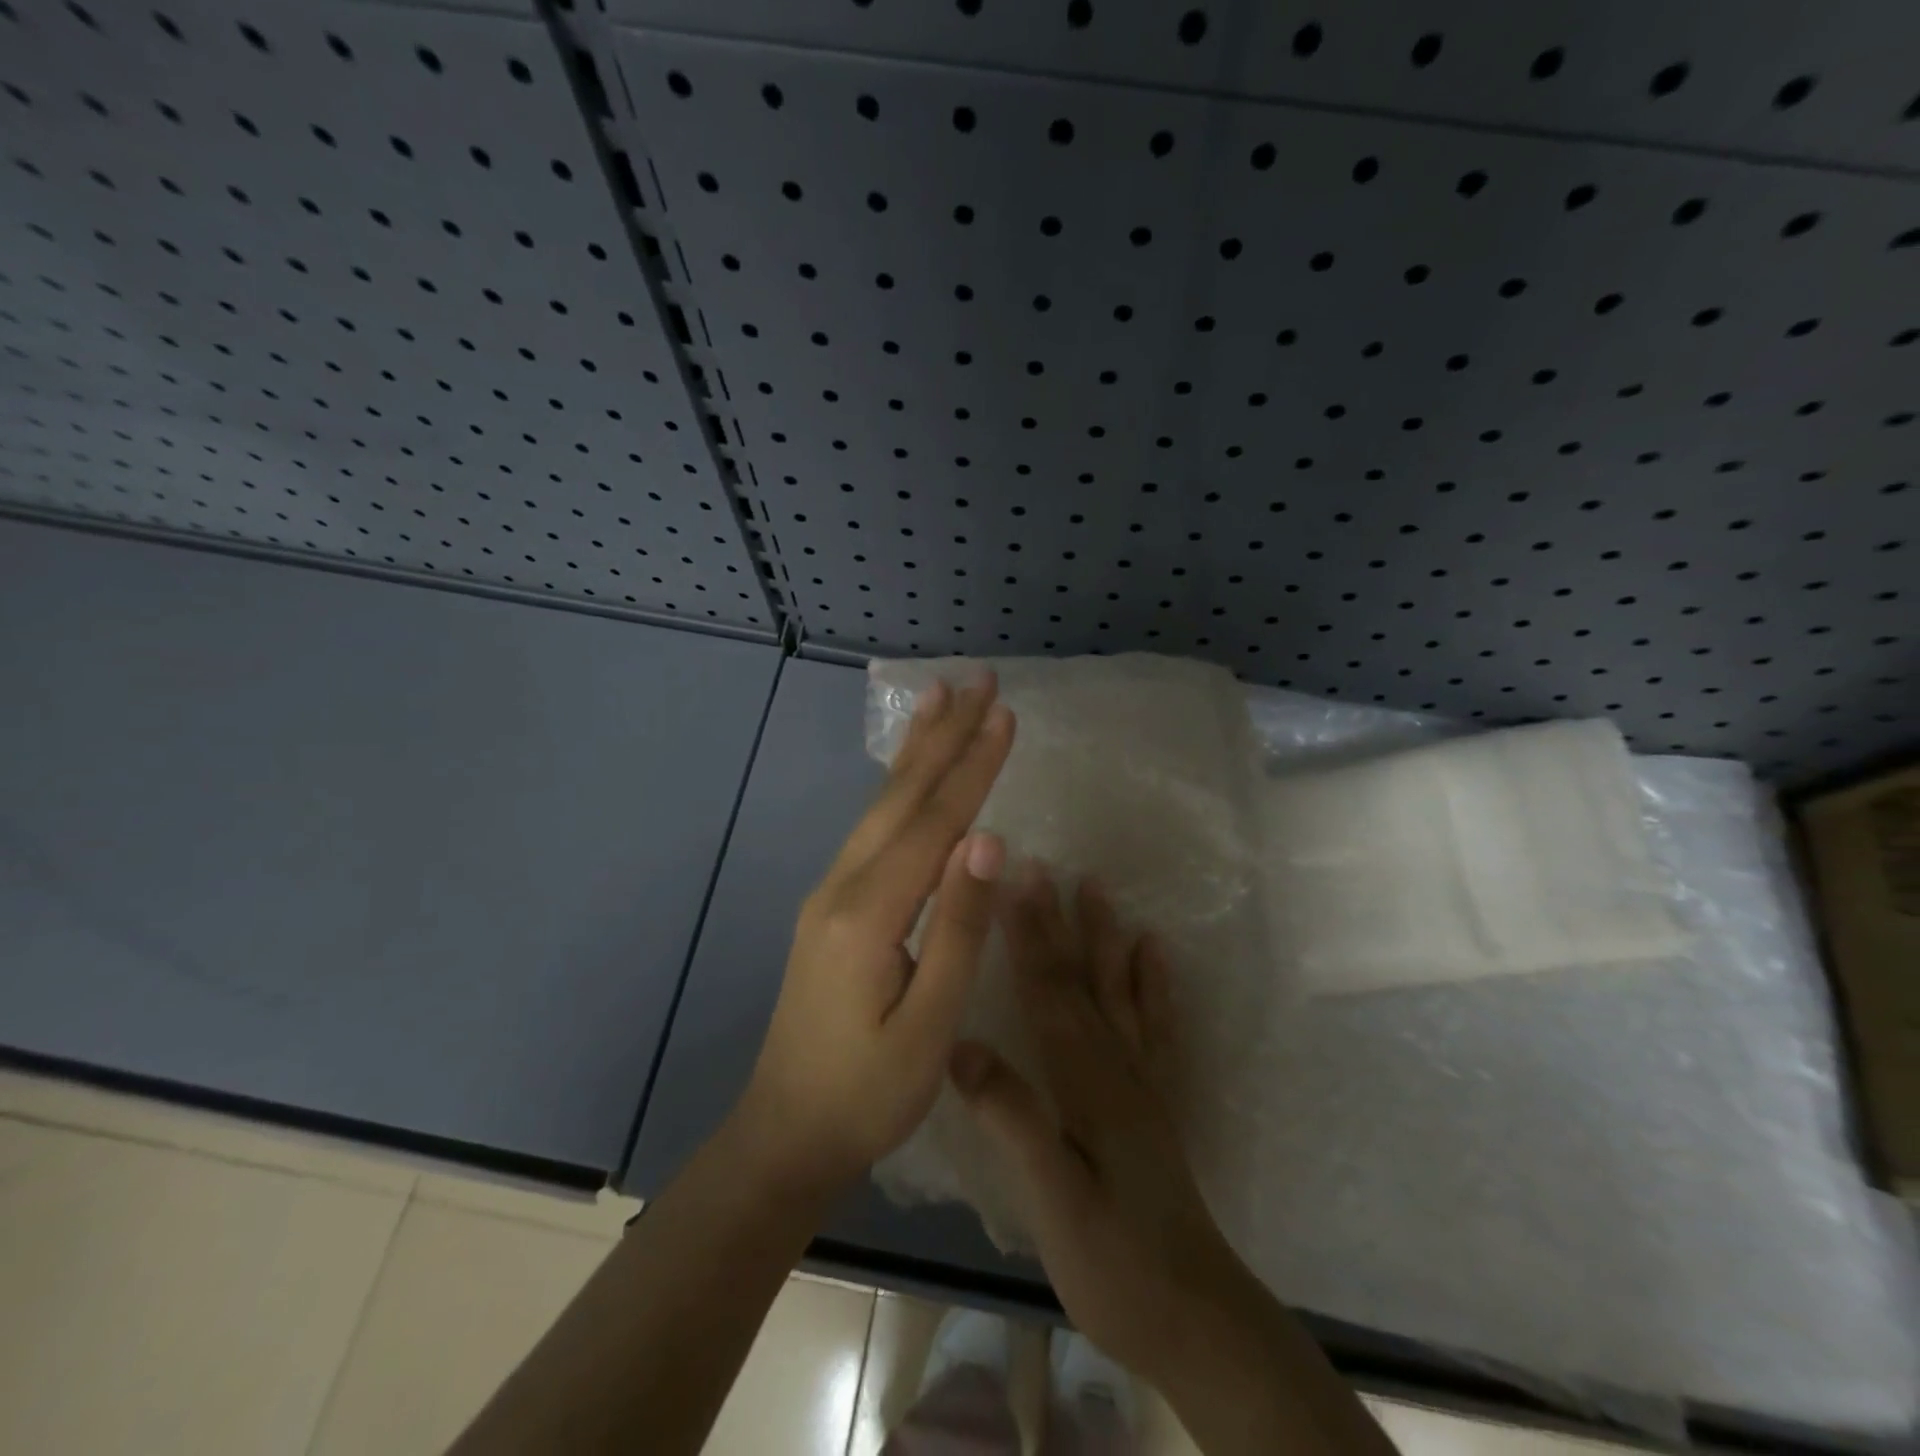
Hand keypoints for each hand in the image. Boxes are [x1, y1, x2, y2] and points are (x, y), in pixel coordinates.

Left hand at [734, 672, 1014, 1195]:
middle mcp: (842, 886)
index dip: (974, 766)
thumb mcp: (930, 1024)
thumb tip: (990, 840)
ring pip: (881, 807)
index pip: (934, 823)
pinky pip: (873, 831)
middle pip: (901, 797)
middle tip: (976, 680)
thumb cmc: (869, 1093)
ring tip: (941, 700)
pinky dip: (900, 789)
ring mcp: (830, 893)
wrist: (787, 1133)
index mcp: (868, 913)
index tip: (1006, 712)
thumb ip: (959, 927)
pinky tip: (911, 775)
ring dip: (917, 752)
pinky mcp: (831, 907)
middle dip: (943, 735)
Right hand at [949, 869, 1263, 1389]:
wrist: (1194, 1318)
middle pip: (1081, 980)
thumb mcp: (1054, 1202)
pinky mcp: (1153, 1101)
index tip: (1012, 880)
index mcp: (1086, 1082)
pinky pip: (1155, 1027)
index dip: (1028, 935)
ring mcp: (1140, 1080)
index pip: (1049, 993)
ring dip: (1105, 937)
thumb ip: (1014, 1121)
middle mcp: (1116, 1066)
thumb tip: (960, 1047)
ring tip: (1098, 887)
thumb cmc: (1115, 1264)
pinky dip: (1154, 984)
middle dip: (1058, 921)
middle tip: (1045, 865)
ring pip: (1118, 991)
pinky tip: (1154, 953)